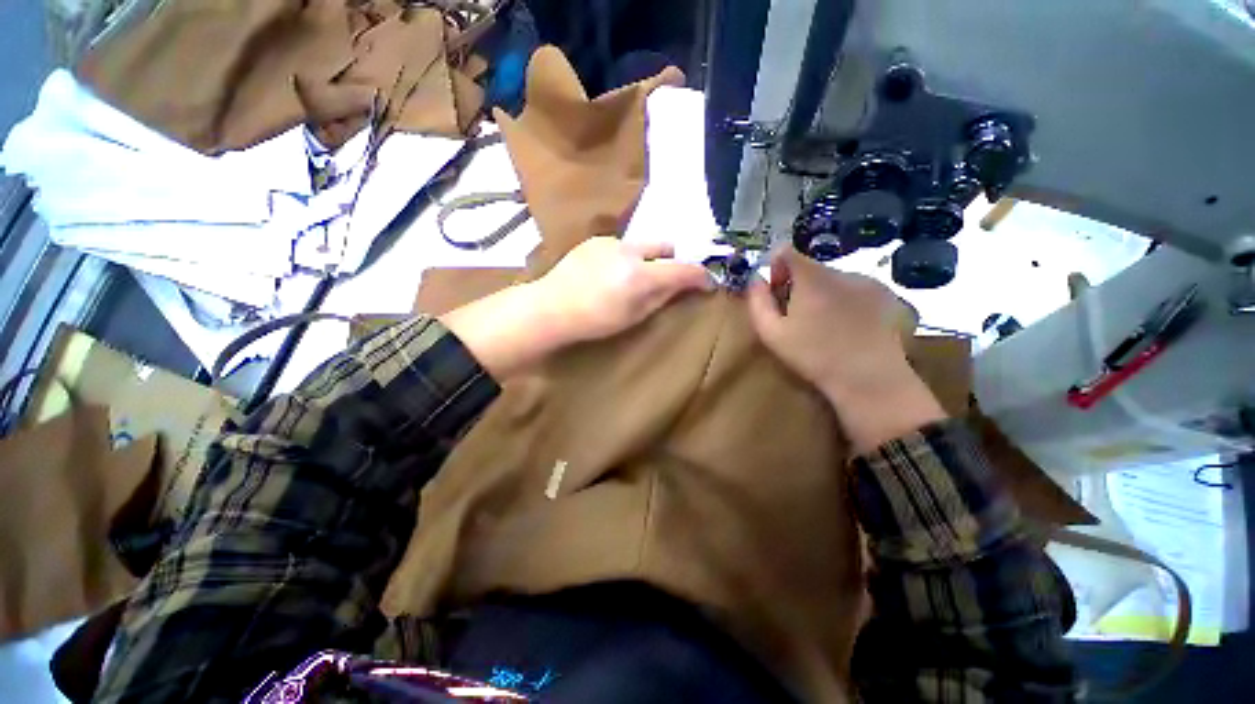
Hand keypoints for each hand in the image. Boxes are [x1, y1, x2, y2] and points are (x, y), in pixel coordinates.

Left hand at [441, 237, 711, 377]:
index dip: (701, 277)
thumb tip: (683, 285)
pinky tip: (612, 273)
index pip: (683, 269)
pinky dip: (628, 257)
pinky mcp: (595, 240)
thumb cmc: (594, 322)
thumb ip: (662, 297)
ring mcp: (611, 242)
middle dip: (675, 260)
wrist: (551, 308)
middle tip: (670, 279)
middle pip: (667, 245)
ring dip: (650, 258)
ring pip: (644, 244)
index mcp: (641, 275)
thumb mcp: (634, 316)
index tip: (708, 283)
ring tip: (636, 278)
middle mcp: (630, 250)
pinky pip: (623, 245)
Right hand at [746, 248, 945, 452]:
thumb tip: (756, 279)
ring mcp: (868, 282)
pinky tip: (848, 327)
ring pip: (833, 278)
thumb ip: (757, 301)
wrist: (869, 379)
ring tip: (825, 325)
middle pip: (810, 267)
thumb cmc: (813, 356)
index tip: (776, 291)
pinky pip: (855, 288)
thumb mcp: (771, 333)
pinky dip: (845, 300)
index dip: (776, 267)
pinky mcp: (886, 295)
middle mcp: (841, 271)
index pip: (787, 251)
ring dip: (822, 293)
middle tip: (797, 315)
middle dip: (798, 284)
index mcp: (812, 279)